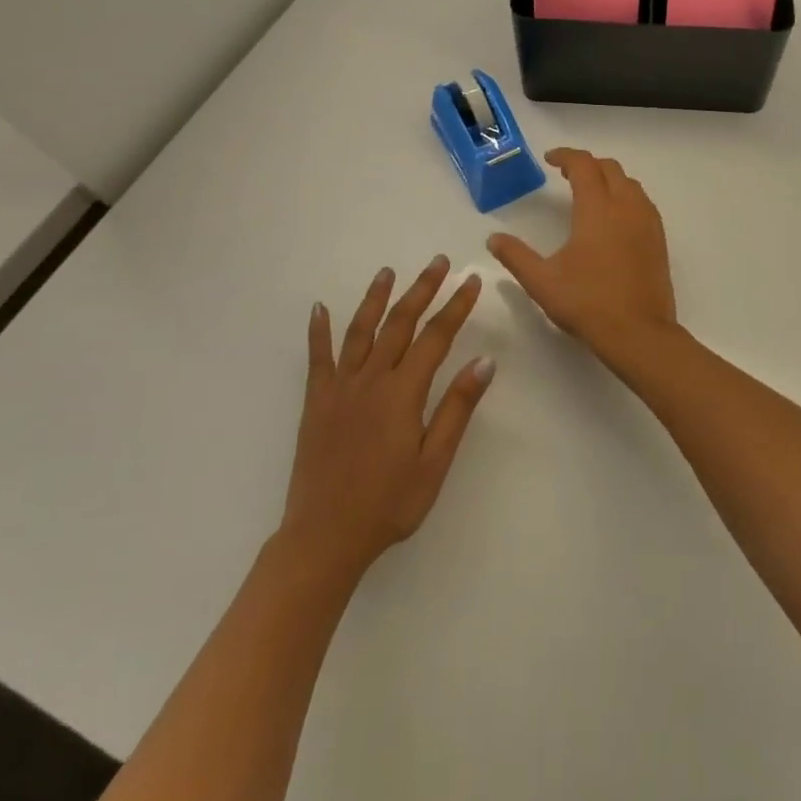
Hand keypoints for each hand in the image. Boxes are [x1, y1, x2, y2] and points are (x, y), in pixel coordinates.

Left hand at [282, 256, 494, 575]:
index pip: (436, 337)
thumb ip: (457, 409)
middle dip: (422, 290)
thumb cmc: (389, 504)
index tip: (471, 281)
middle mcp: (371, 379)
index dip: (456, 307)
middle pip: (400, 323)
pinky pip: (318, 358)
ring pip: (360, 331)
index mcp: (403, 393)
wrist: (324, 537)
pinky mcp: (316, 401)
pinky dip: (318, 330)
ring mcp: (340, 388)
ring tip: (388, 271)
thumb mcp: (434, 462)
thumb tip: (484, 362)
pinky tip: (319, 308)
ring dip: (376, 298)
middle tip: (438, 263)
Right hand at [487, 148, 678, 369]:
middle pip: (609, 168)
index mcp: (597, 209)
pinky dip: (626, 197)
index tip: (550, 160)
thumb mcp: (542, 281)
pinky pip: (643, 203)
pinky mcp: (659, 240)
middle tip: (566, 174)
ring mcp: (647, 222)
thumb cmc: (587, 303)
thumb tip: (493, 239)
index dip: (566, 156)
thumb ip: (515, 256)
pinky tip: (614, 218)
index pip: (584, 165)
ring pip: (630, 184)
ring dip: (609, 179)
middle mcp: (626, 207)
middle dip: (587, 165)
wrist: (639, 333)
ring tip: (590, 193)